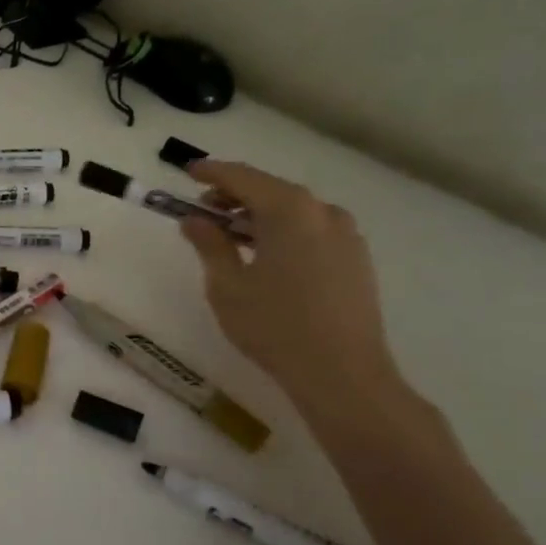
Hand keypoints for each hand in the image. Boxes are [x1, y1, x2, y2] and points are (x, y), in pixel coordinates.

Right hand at [179, 159, 404, 418]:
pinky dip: (285, 232)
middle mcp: (322, 211)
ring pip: (294, 211)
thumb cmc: (274, 325)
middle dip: (235, 196)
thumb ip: (209, 244)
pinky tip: (268, 256)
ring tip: (233, 237)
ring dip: (260, 216)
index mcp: (288, 210)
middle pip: (271, 190)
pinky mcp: (357, 259)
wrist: (342, 373)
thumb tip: (194, 220)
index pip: (242, 177)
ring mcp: (346, 235)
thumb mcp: (227, 285)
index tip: (188, 171)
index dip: (211, 172)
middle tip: (204, 211)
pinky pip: (313, 231)